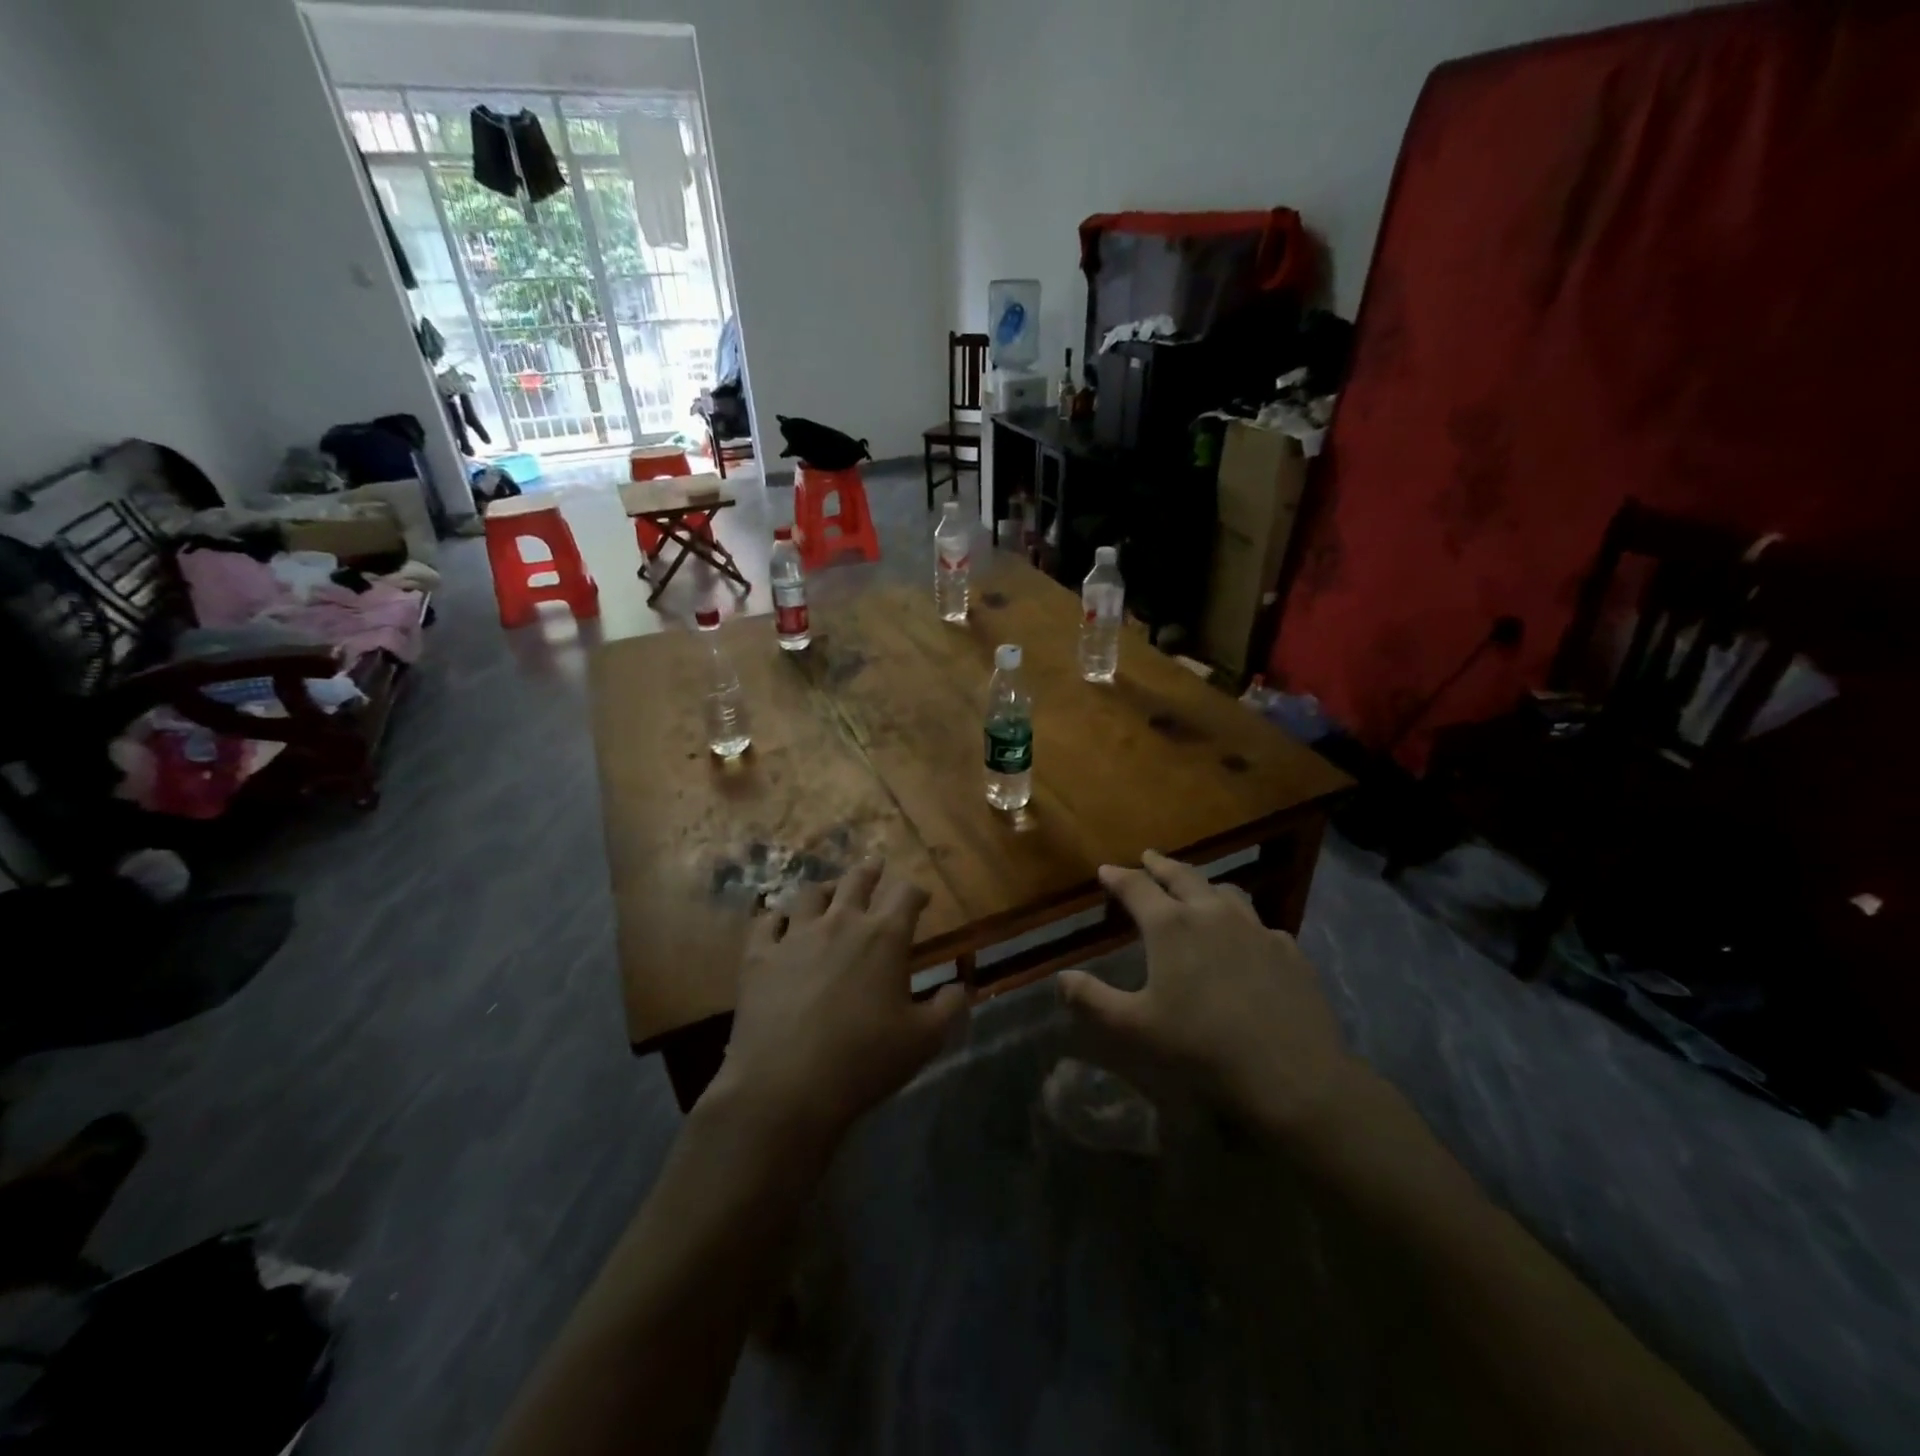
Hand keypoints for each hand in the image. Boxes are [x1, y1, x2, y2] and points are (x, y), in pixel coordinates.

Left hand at [708, 860, 968, 1148]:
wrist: (786, 1087)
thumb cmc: (864, 1061)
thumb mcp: (923, 1041)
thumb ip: (948, 1009)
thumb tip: (960, 988)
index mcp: (884, 937)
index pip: (906, 895)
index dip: (916, 892)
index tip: (921, 898)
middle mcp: (840, 923)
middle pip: (857, 881)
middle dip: (870, 872)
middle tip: (875, 868)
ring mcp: (795, 936)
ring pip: (811, 894)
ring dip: (826, 888)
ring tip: (830, 890)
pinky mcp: (759, 956)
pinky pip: (766, 922)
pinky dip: (776, 917)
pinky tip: (779, 922)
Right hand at [1058, 850, 1357, 1144]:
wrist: (1291, 1074)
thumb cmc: (1201, 1047)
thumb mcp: (1135, 1028)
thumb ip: (1093, 1000)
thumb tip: (1061, 978)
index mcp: (1171, 926)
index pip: (1137, 887)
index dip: (1118, 877)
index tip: (1105, 870)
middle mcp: (1212, 914)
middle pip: (1182, 876)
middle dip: (1160, 865)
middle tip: (1148, 858)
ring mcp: (1255, 928)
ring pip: (1225, 891)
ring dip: (1203, 884)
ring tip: (1195, 888)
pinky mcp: (1288, 949)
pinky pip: (1258, 923)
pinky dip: (1240, 919)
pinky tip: (1244, 937)